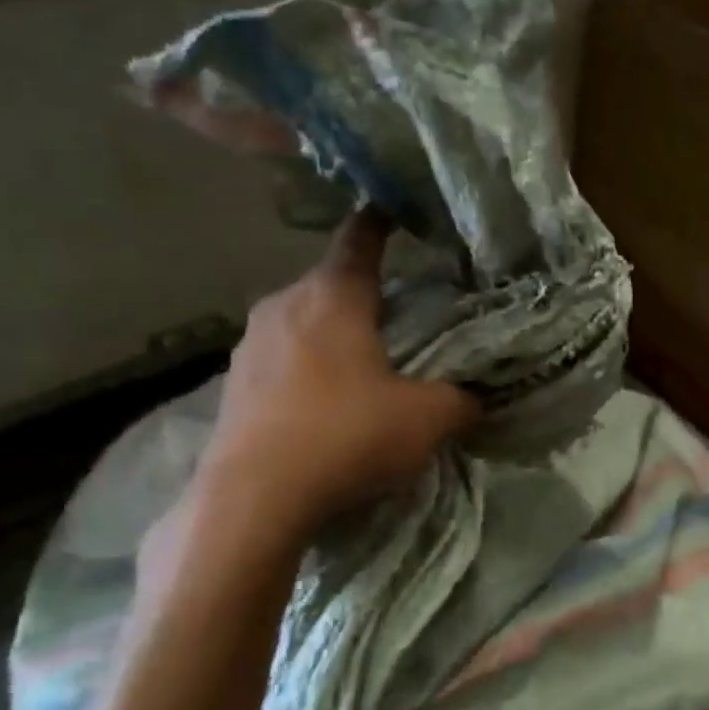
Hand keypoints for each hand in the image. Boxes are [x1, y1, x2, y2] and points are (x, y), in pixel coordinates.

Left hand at [195, 207, 479, 541]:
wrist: (254, 500)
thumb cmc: (348, 437)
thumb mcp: (427, 420)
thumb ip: (460, 401)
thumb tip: (476, 399)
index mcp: (333, 298)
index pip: (359, 241)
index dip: (379, 222)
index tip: (391, 209)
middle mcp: (284, 306)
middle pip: (329, 283)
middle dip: (361, 293)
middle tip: (396, 314)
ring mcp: (250, 345)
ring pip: (301, 322)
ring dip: (330, 333)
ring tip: (361, 363)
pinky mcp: (232, 385)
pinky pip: (280, 360)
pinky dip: (306, 368)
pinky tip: (323, 403)